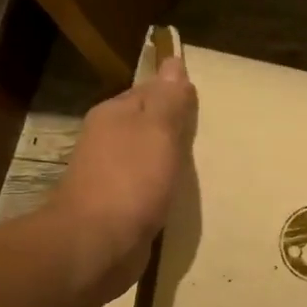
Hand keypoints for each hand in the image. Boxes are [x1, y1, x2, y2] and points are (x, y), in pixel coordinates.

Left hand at [48, 56, 196, 295]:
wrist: (96, 245)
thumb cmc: (130, 180)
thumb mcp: (157, 130)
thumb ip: (168, 99)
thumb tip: (173, 61)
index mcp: (113, 115)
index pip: (148, 91)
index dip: (175, 94)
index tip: (204, 103)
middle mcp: (107, 142)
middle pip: (146, 126)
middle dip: (173, 129)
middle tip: (209, 134)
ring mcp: (110, 178)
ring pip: (147, 160)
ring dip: (169, 162)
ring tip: (203, 165)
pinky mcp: (118, 210)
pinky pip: (147, 191)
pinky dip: (163, 191)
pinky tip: (181, 197)